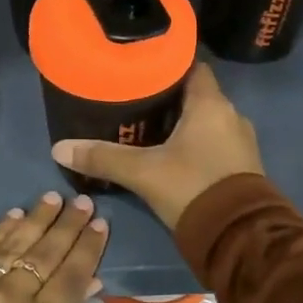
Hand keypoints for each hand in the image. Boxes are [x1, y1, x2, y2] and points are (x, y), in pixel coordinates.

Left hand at [0, 191, 108, 302]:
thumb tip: (89, 281)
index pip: (71, 275)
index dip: (88, 248)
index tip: (100, 224)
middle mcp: (9, 298)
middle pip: (45, 253)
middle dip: (67, 225)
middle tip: (83, 203)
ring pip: (12, 244)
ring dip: (36, 219)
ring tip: (53, 199)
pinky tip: (14, 216)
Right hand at [51, 63, 263, 229]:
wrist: (240, 238)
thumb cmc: (192, 188)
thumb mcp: (143, 172)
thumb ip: (103, 157)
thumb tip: (59, 148)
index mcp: (211, 103)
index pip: (193, 67)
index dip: (169, 64)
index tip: (143, 68)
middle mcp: (231, 114)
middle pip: (196, 94)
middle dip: (169, 97)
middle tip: (135, 100)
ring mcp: (241, 141)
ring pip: (207, 120)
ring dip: (183, 122)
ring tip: (149, 127)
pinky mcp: (244, 165)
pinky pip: (216, 141)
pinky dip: (196, 142)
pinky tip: (172, 153)